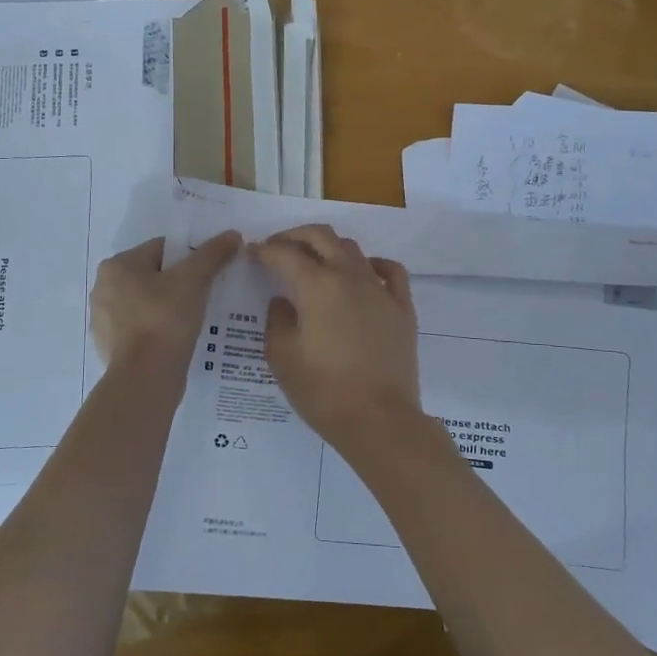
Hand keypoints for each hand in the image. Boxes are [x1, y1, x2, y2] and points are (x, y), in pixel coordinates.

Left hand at [91, 232, 240, 371]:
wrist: (146, 377)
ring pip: (146, 304)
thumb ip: (212, 254)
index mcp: (117, 266)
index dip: (190, 256)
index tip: (210, 271)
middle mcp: (103, 288)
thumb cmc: (165, 319)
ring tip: (195, 318)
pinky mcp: (111, 348)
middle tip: (206, 294)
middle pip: (152, 276)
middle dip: (178, 283)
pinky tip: (178, 339)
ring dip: (168, 307)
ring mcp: (104, 321)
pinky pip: (141, 330)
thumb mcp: (194, 279)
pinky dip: (158, 330)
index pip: (161, 249)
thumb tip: (233, 235)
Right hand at [253, 226, 423, 450]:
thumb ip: (277, 321)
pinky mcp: (402, 308)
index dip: (265, 250)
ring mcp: (381, 290)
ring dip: (329, 247)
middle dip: (295, 235)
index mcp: (317, 286)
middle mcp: (350, 277)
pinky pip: (390, 271)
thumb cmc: (323, 391)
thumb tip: (283, 301)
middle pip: (322, 236)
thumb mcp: (282, 357)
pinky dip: (372, 264)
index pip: (285, 254)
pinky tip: (363, 273)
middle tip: (279, 247)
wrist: (379, 420)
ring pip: (353, 249)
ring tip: (314, 261)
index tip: (253, 253)